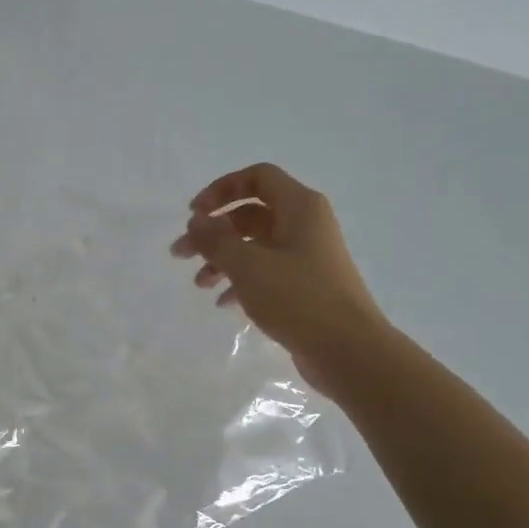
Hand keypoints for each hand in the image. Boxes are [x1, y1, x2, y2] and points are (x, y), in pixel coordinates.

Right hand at [172, 163, 388, 392]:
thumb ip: (216, 239)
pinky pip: (266, 271)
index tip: (194, 214)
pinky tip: (223, 303)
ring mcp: (307, 256)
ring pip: (255, 245)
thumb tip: (197, 221)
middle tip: (181, 254)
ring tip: (199, 284)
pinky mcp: (305, 285)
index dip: (222, 189)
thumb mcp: (248, 266)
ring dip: (222, 258)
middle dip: (213, 231)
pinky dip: (240, 280)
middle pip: (250, 214)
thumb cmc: (298, 299)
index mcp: (299, 207)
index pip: (257, 177)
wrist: (348, 350)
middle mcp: (305, 225)